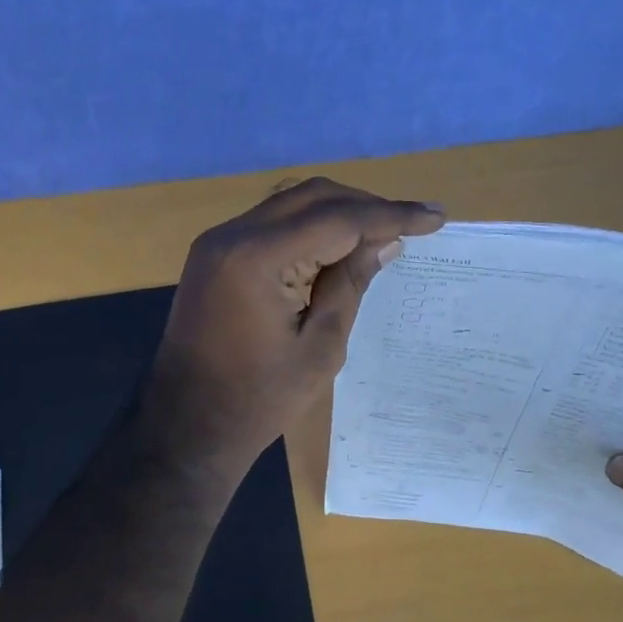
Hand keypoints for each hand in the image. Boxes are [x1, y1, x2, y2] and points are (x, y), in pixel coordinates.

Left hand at [149, 178, 445, 469]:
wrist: (188, 425)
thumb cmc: (259, 400)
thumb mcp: (321, 348)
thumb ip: (351, 284)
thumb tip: (386, 241)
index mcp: (258, 258)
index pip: (338, 218)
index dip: (391, 215)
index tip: (434, 217)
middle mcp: (232, 235)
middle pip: (312, 196)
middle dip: (365, 206)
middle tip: (411, 225)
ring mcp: (216, 242)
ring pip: (290, 203)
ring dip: (337, 213)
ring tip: (381, 233)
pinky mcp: (213, 255)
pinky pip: (269, 223)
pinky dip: (307, 227)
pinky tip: (336, 246)